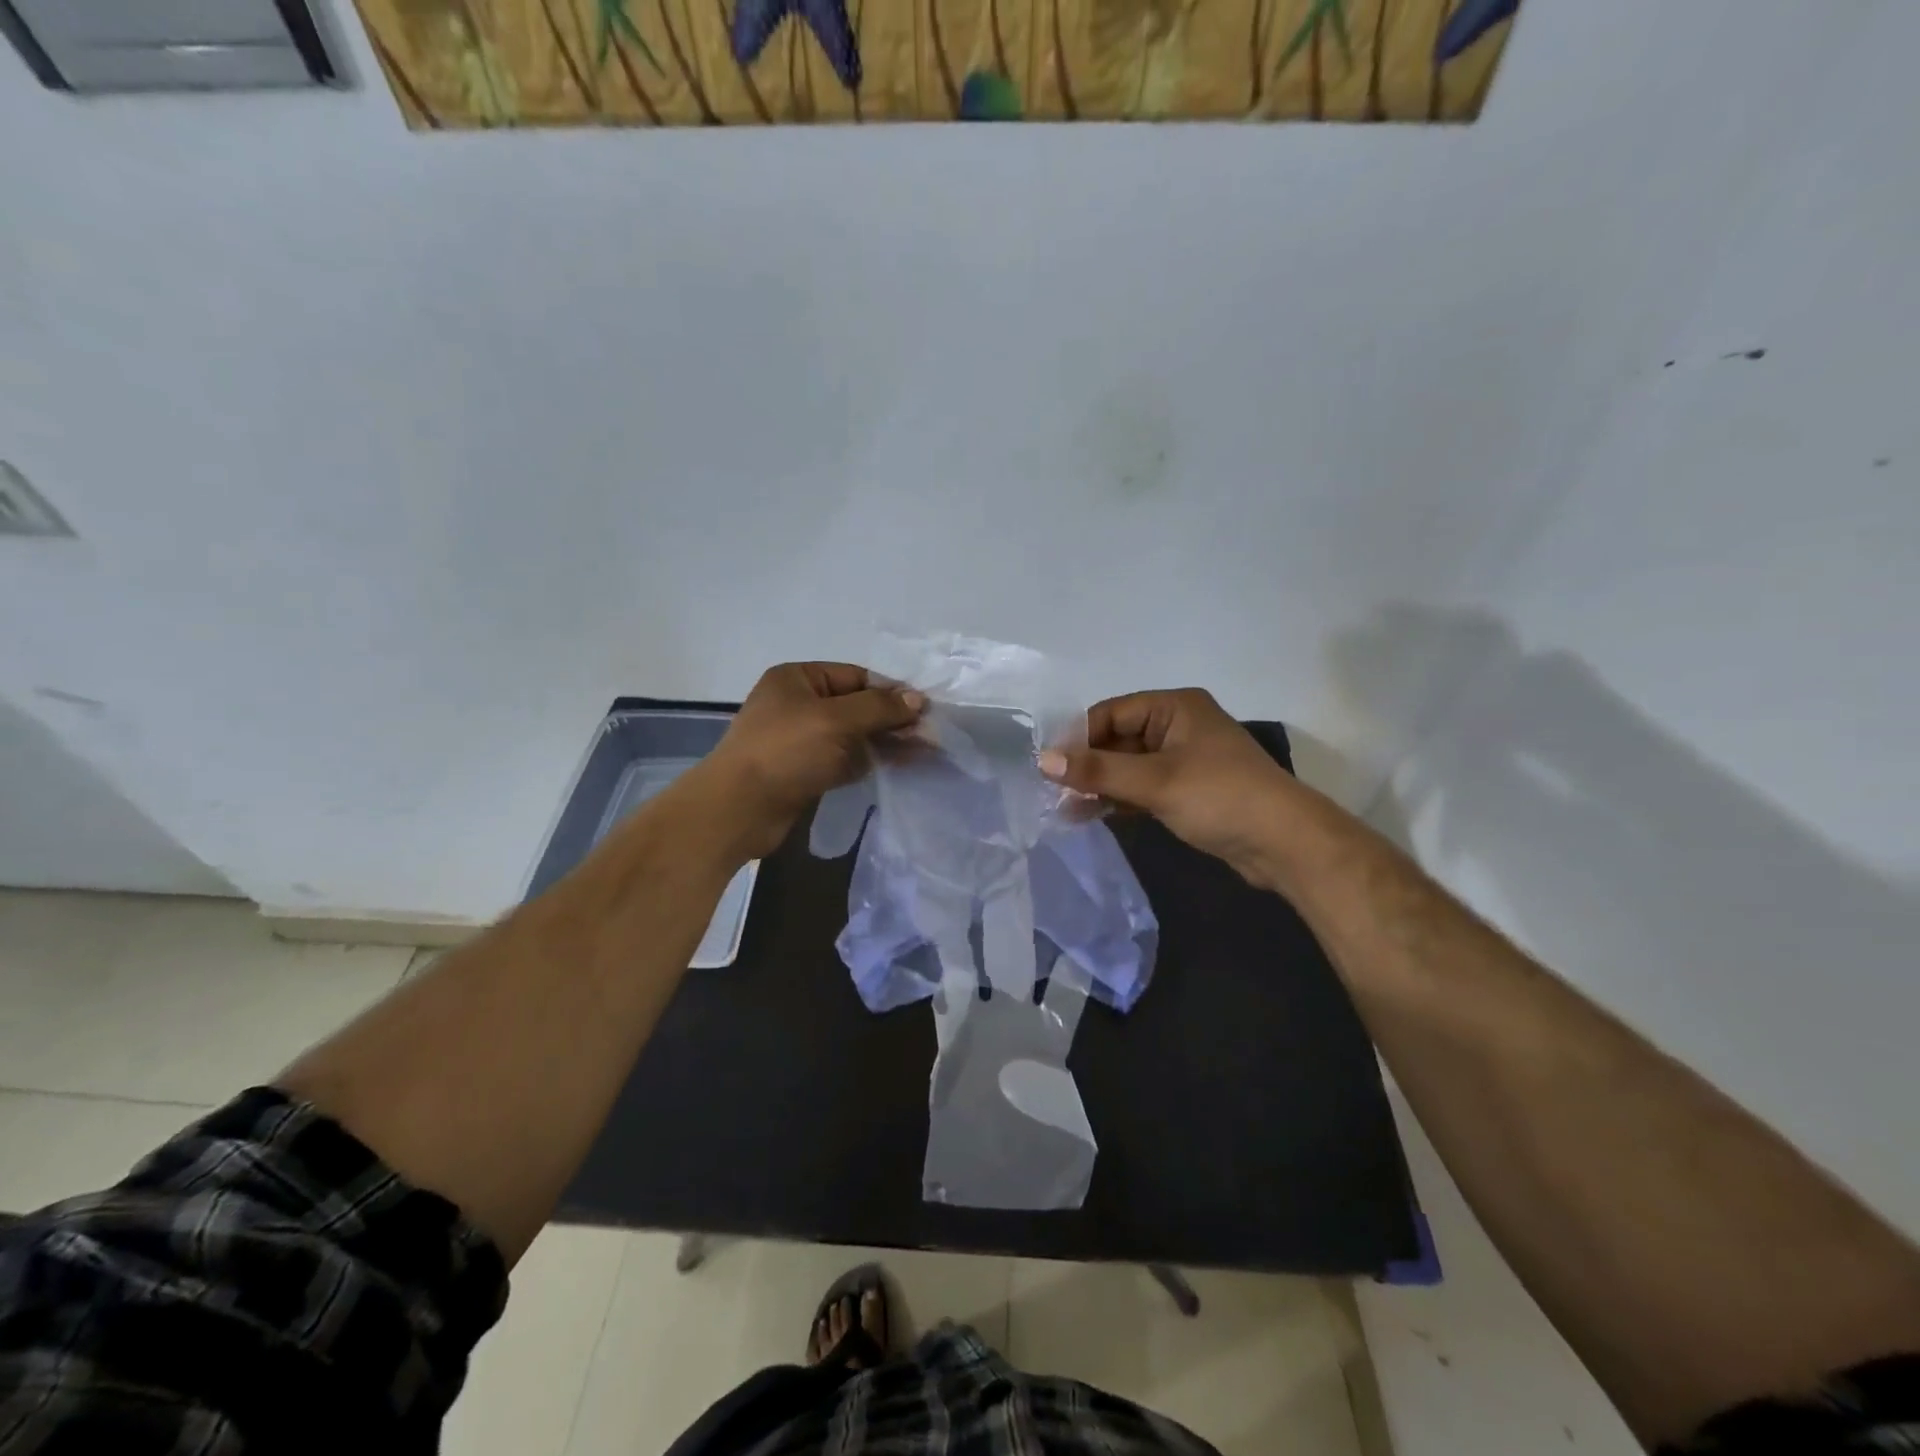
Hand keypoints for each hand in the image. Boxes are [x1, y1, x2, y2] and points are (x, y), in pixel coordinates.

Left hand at [701, 663, 924, 857]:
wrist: (739, 809)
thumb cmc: (785, 751)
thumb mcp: (836, 720)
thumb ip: (879, 707)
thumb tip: (917, 698)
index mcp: (798, 679)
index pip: (855, 676)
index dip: (890, 690)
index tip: (925, 708)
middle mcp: (798, 704)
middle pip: (856, 705)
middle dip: (892, 718)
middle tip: (930, 734)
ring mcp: (801, 739)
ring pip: (853, 735)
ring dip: (885, 741)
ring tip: (924, 751)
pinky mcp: (805, 770)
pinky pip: (844, 759)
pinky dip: (869, 761)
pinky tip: (898, 766)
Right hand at [1038, 689, 1298, 884]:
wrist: (1285, 844)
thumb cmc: (1220, 797)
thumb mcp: (1154, 781)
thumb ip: (1097, 770)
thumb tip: (1042, 759)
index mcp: (1174, 707)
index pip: (1111, 713)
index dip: (1078, 737)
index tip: (1047, 766)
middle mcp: (1177, 726)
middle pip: (1117, 739)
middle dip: (1086, 765)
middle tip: (1052, 792)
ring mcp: (1183, 760)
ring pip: (1128, 766)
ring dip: (1099, 786)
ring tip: (1063, 809)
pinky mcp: (1187, 790)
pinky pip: (1142, 787)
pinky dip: (1119, 799)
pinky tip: (1091, 816)